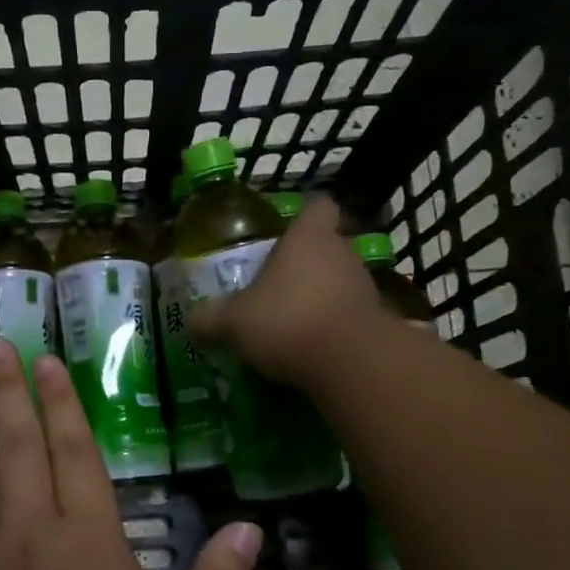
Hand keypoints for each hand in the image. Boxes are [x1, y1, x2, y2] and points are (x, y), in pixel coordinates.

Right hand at [187, 196, 383, 388]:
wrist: (351, 363)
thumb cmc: (288, 321)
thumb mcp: (234, 322)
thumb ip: (210, 319)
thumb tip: (192, 321)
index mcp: (308, 238)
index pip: (317, 206)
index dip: (304, 215)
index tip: (285, 232)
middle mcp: (341, 253)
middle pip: (326, 246)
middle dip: (304, 264)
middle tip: (275, 286)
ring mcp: (364, 287)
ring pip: (339, 281)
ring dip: (319, 296)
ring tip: (291, 321)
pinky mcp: (377, 321)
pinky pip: (349, 314)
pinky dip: (333, 325)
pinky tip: (311, 347)